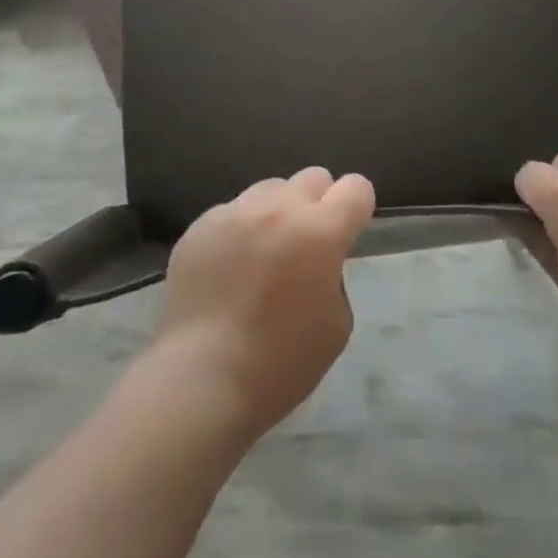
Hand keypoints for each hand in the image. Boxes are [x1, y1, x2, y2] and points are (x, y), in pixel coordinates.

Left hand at [153, 166, 375, 440]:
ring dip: (278, 210)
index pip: (356, 187)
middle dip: (318, 203)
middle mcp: (281, 208)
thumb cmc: (280, 364)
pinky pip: (233, 211)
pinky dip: (240, 229)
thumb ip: (335, 275)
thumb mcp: (336, 325)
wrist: (201, 380)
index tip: (347, 231)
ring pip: (271, 188)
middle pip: (313, 177)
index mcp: (321, 231)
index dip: (356, 208)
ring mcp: (237, 211)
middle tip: (306, 243)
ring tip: (264, 251)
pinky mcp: (202, 224)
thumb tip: (319, 259)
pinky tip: (228, 268)